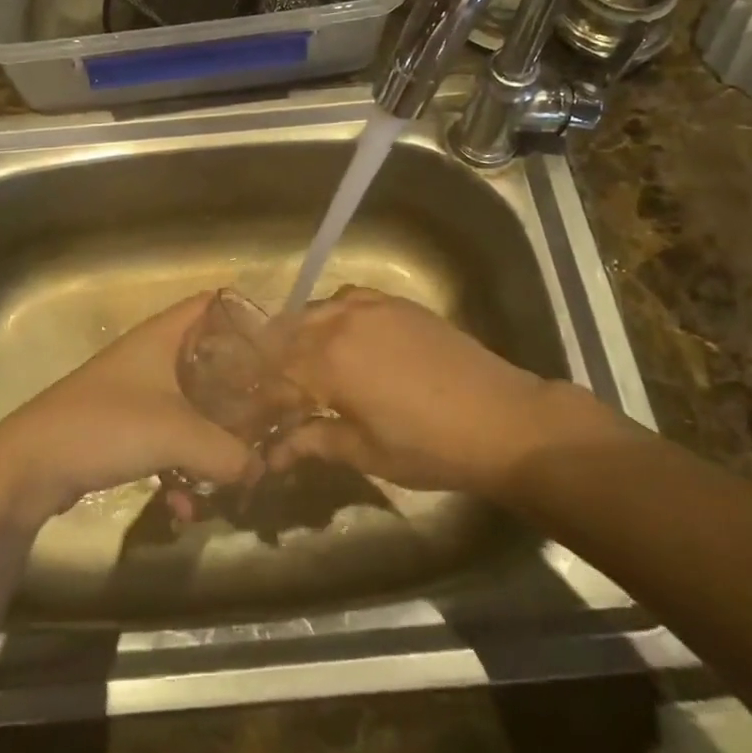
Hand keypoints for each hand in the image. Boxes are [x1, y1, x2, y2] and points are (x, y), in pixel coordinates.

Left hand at [0, 293, 259, 525]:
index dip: (246, 318)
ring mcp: (136, 393)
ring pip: (190, 406)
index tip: (279, 348)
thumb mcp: (177, 434)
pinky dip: (180, 467)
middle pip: (208, 361)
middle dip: (239, 391)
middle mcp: (151, 356)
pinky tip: (184, 507)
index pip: (212, 305)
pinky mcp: (123, 428)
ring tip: (233, 474)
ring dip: (210, 440)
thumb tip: (261, 469)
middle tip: (271, 415)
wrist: (31, 465)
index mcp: (163, 335)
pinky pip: (167, 440)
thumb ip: (227, 452)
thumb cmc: (107, 425)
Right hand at [269, 286, 609, 496]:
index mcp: (327, 361)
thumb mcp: (366, 452)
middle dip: (272, 359)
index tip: (250, 413)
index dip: (258, 393)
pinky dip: (332, 314)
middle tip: (270, 388)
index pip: (274, 371)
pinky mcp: (395, 303)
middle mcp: (340, 322)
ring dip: (298, 334)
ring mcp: (370, 306)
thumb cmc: (429, 447)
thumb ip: (315, 442)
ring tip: (299, 363)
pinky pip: (348, 299)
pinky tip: (340, 335)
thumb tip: (272, 453)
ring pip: (315, 311)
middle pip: (287, 333)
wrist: (501, 418)